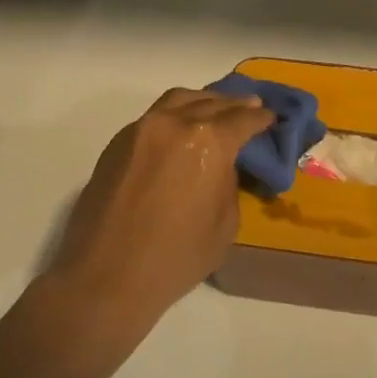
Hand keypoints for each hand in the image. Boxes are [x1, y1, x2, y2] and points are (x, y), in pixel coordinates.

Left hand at [52, 87, 273, 316]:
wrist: (106, 277)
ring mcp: (141, 129)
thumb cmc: (176, 258)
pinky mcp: (117, 143)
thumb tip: (223, 166)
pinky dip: (175, 114)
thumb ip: (229, 183)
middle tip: (250, 107)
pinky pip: (154, 117)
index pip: (242, 119)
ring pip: (179, 100)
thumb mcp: (225, 224)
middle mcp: (174, 124)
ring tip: (216, 110)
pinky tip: (182, 129)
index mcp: (208, 141)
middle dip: (235, 105)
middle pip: (211, 103)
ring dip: (203, 101)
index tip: (270, 118)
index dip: (261, 118)